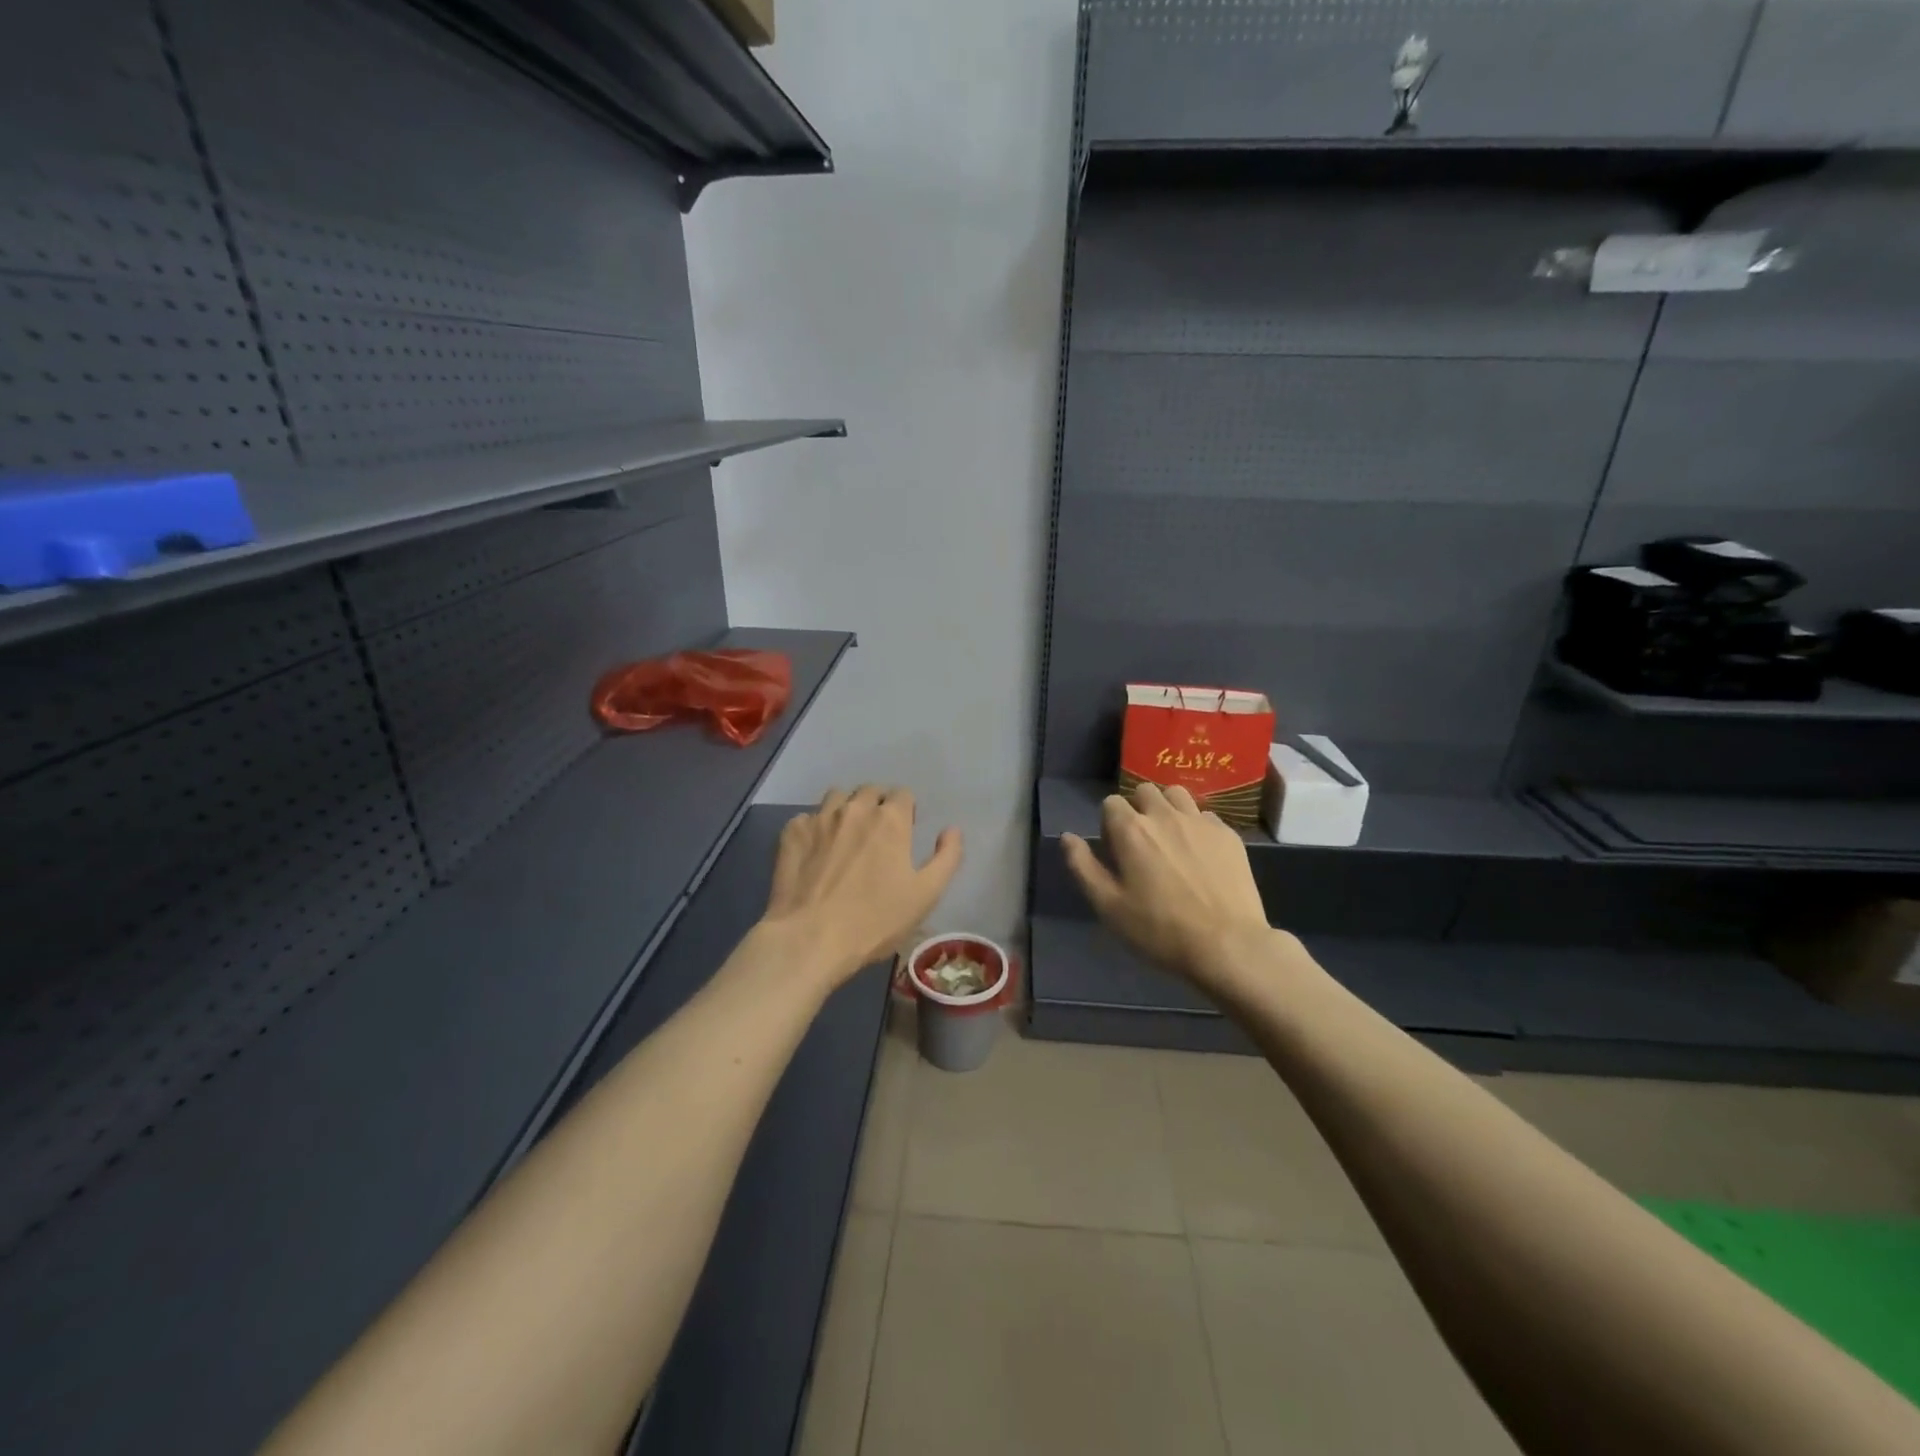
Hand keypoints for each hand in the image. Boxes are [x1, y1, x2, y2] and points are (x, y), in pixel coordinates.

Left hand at [761, 786, 963, 986]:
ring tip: (845, 837)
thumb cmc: (875, 920)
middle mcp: (855, 809)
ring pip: (837, 797)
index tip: (904, 833)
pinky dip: (814, 829)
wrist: (810, 938)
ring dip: (845, 809)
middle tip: (876, 836)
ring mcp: (819, 818)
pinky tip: (815, 853)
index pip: (903, 794)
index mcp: (890, 819)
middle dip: (876, 805)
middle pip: (869, 790)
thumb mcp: (926, 895)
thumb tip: (952, 829)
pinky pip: (807, 818)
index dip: (906, 811)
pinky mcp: (791, 833)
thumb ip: (947, 857)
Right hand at [1061, 783, 1281, 998]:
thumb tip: (1067, 837)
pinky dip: (1197, 825)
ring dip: (1167, 808)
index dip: (1108, 825)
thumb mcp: (1108, 906)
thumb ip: (1083, 866)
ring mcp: (1200, 822)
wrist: (1227, 945)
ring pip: (1177, 794)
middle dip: (1138, 809)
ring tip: (1171, 839)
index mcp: (1131, 829)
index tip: (1115, 853)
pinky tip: (1201, 854)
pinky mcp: (1228, 834)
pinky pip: (1206, 815)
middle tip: (1142, 844)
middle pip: (1144, 791)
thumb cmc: (1159, 930)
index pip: (1110, 803)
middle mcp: (1164, 815)